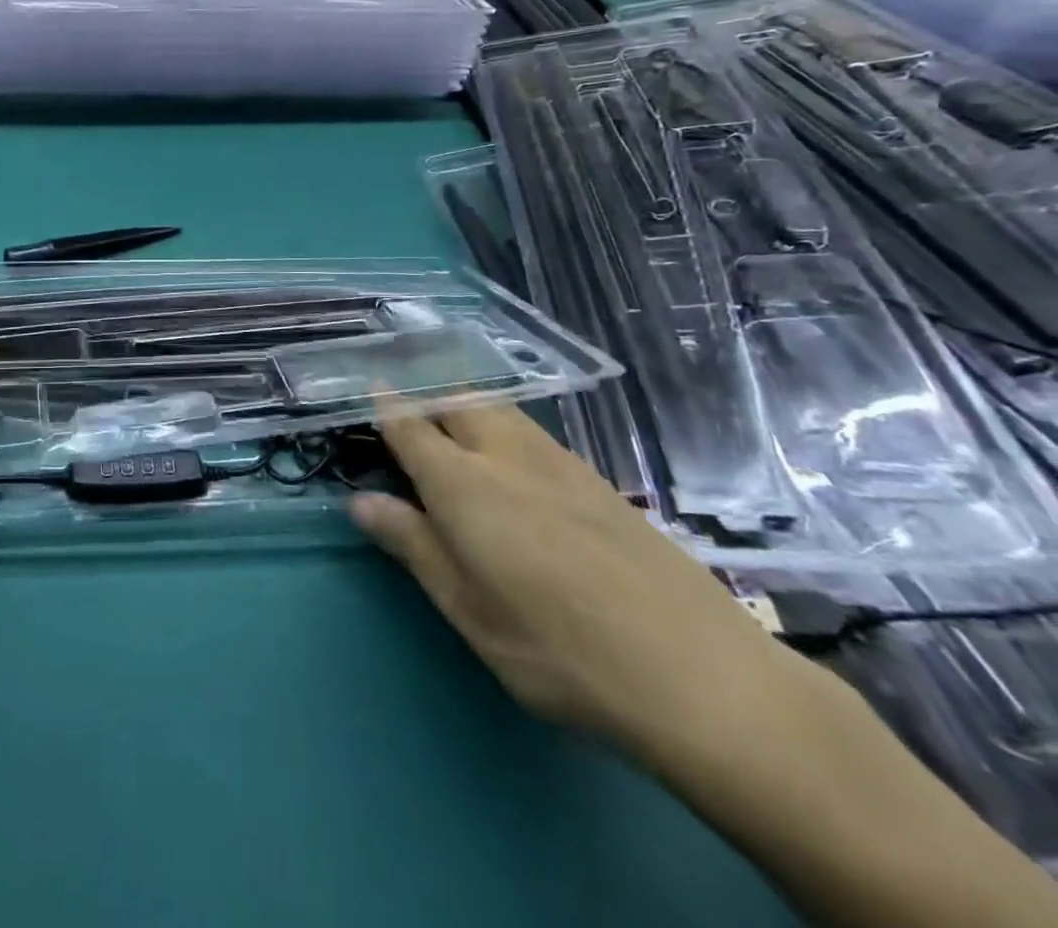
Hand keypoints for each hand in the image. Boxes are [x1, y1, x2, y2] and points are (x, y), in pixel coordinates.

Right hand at [351, 404, 801, 766]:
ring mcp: (561, 465)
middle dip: (428, 396)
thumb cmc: (561, 652)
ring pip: (500, 411)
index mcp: (464, 484)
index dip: (385, 405)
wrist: (705, 678)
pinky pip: (535, 435)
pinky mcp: (601, 484)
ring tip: (453, 428)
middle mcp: (507, 457)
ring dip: (467, 407)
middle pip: (458, 401)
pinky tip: (515, 464)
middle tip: (408, 413)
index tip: (367, 389)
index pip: (410, 426)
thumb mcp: (469, 611)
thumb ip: (413, 546)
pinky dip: (506, 429)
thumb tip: (361, 501)